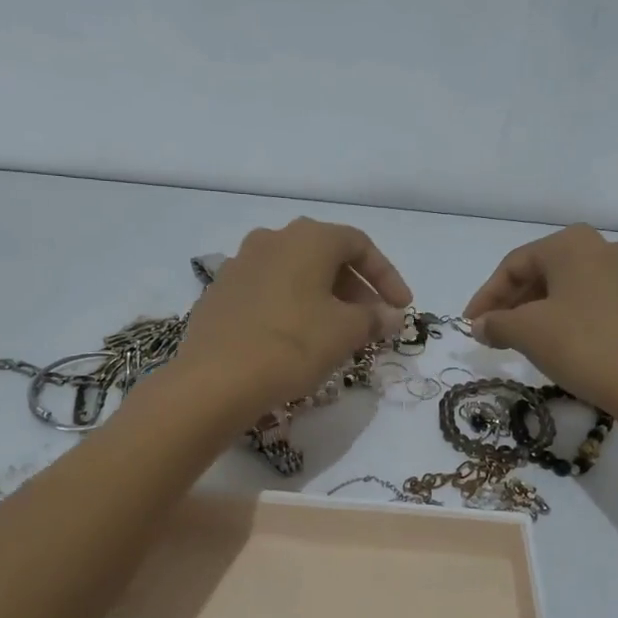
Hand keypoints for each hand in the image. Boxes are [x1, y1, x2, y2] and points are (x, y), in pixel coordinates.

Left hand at [175, 217, 411, 422]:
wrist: (215, 379)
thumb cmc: (292, 345)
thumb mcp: (345, 332)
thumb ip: (374, 318)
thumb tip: (390, 315)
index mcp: (307, 238)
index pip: (359, 245)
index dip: (387, 276)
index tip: (401, 308)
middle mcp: (272, 239)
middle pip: (325, 256)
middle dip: (355, 289)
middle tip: (371, 322)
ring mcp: (240, 264)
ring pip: (295, 274)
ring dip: (323, 298)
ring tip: (337, 332)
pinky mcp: (220, 293)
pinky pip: (268, 292)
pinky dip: (292, 307)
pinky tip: (297, 339)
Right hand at [464, 224, 617, 423]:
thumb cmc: (582, 345)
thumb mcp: (527, 333)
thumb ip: (496, 323)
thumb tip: (482, 325)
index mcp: (573, 244)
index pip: (515, 264)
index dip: (486, 295)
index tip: (471, 325)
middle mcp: (605, 250)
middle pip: (545, 273)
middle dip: (514, 303)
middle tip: (494, 332)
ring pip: (572, 290)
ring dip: (542, 312)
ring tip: (525, 341)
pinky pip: (598, 307)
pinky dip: (573, 321)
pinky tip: (566, 348)